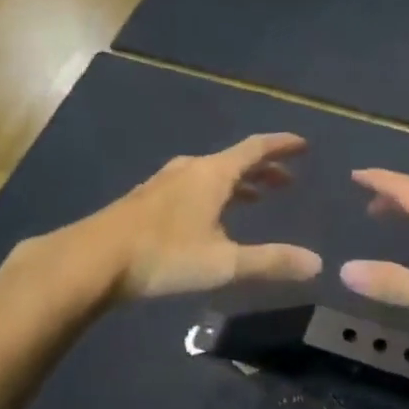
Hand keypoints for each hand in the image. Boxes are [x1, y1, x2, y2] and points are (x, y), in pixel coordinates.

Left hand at [81, 134, 322, 300]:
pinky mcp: (145, 202)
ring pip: (211, 174)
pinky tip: (208, 216)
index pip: (256, 149)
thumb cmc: (164, 256)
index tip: (303, 145)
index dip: (282, 146)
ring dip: (238, 182)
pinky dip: (213, 193)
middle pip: (234, 160)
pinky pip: (191, 186)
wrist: (91, 261)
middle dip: (263, 169)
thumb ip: (271, 262)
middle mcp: (189, 170)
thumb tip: (316, 263)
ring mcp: (163, 184)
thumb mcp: (224, 262)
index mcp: (212, 174)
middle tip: (286, 181)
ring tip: (255, 198)